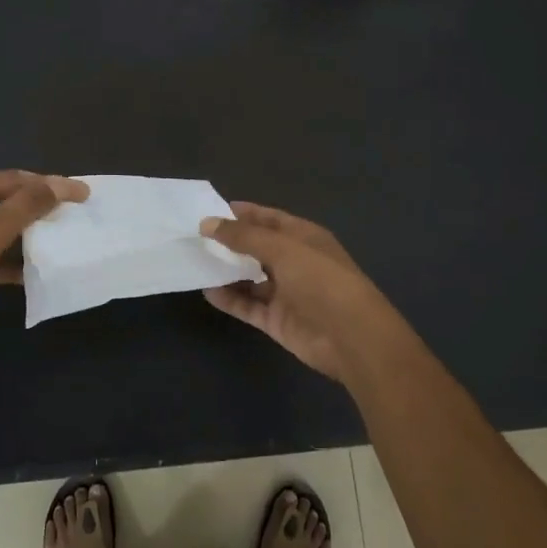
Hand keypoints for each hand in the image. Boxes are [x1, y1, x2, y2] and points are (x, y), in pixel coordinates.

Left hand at [0, 171, 88, 364]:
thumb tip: (60, 184)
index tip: (83, 194)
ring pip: (5, 232)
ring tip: (66, 239)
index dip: (48, 185)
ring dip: (32, 236)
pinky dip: (17, 263)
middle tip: (78, 215)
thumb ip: (26, 206)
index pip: (12, 180)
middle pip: (9, 203)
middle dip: (41, 209)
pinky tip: (40, 270)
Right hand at [199, 202, 411, 384]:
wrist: (350, 337)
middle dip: (230, 242)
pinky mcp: (277, 320)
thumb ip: (243, 236)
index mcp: (304, 238)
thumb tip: (207, 223)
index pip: (270, 219)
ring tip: (195, 262)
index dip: (243, 214)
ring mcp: (286, 293)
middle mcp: (295, 262)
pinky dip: (229, 298)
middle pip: (257, 248)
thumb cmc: (321, 280)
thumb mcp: (282, 249)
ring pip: (250, 278)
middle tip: (195, 237)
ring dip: (226, 271)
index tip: (211, 210)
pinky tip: (207, 290)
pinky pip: (248, 305)